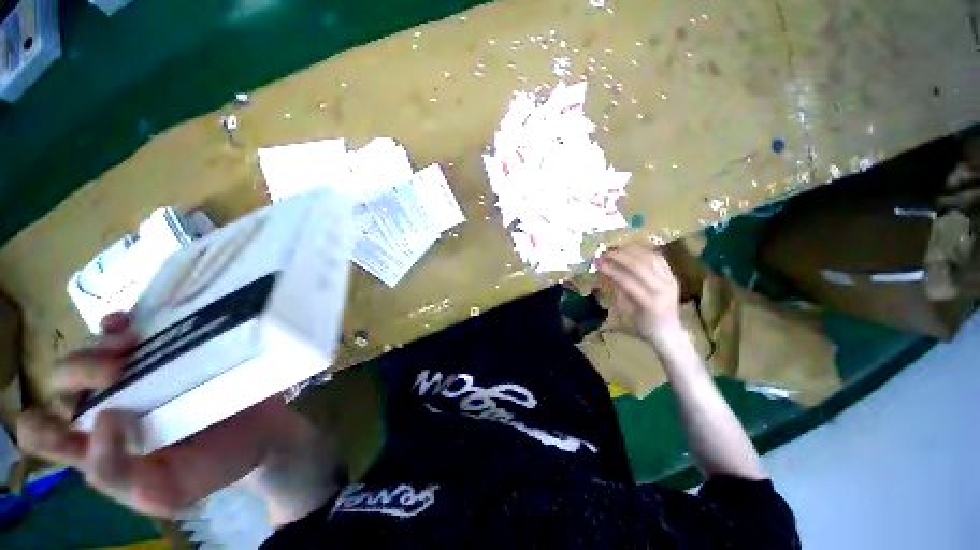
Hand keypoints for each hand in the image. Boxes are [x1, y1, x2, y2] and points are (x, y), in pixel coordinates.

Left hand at [16, 313, 298, 517]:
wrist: (261, 435)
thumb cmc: (212, 468)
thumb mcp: (165, 492)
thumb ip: (117, 475)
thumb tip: (103, 418)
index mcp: (95, 447)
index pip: (42, 433)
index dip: (44, 424)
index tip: (80, 418)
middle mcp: (104, 408)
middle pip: (61, 382)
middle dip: (79, 370)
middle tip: (119, 370)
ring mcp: (134, 379)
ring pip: (88, 351)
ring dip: (98, 344)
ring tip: (132, 346)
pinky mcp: (164, 355)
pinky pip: (124, 332)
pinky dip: (118, 324)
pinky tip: (130, 325)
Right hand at [598, 244, 681, 339]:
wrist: (668, 331)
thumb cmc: (642, 325)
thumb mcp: (625, 311)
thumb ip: (617, 290)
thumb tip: (606, 271)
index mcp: (651, 302)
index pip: (628, 280)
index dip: (611, 269)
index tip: (597, 263)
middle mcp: (664, 289)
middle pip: (641, 266)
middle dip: (620, 256)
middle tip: (604, 252)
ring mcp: (671, 281)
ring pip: (651, 258)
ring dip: (632, 250)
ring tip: (616, 248)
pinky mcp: (672, 276)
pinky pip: (658, 258)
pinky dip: (643, 251)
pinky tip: (631, 249)